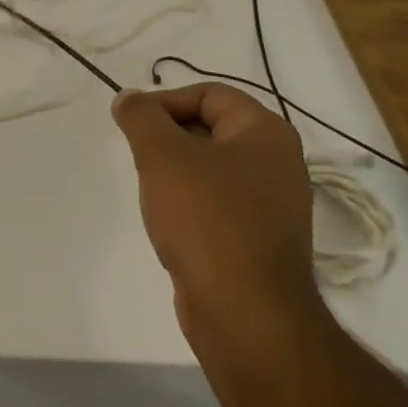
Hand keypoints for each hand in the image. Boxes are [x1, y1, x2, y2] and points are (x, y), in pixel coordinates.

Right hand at [111, 83, 322, 349]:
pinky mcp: (260, 240)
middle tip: (138, 157)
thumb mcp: (162, 155)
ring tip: (152, 191)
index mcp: (266, 133)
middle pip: (211, 128)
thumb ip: (140, 117)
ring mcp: (273, 205)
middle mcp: (278, 163)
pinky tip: (170, 223)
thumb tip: (129, 98)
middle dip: (168, 137)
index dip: (165, 101)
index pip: (209, 94)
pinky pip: (218, 204)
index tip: (131, 124)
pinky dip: (190, 204)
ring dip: (176, 172)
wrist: (245, 312)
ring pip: (211, 168)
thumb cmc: (206, 219)